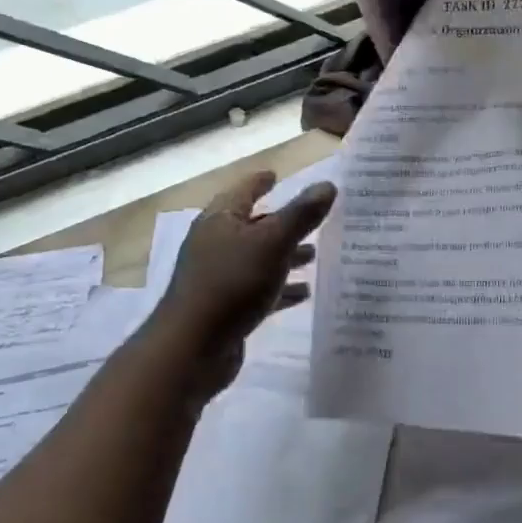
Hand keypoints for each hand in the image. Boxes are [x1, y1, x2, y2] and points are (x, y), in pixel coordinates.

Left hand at [148, 169, 336, 397]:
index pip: (244, 191)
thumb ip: (301, 215)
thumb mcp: (272, 243)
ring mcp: (219, 277)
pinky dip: (280, 288)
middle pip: (253, 225)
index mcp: (220, 220)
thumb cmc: (232, 284)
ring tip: (314, 256)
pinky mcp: (226, 307)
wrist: (193, 347)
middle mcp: (216, 244)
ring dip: (284, 256)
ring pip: (258, 259)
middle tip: (313, 220)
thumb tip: (327, 185)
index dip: (261, 181)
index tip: (277, 175)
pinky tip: (303, 293)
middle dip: (282, 223)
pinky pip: (259, 289)